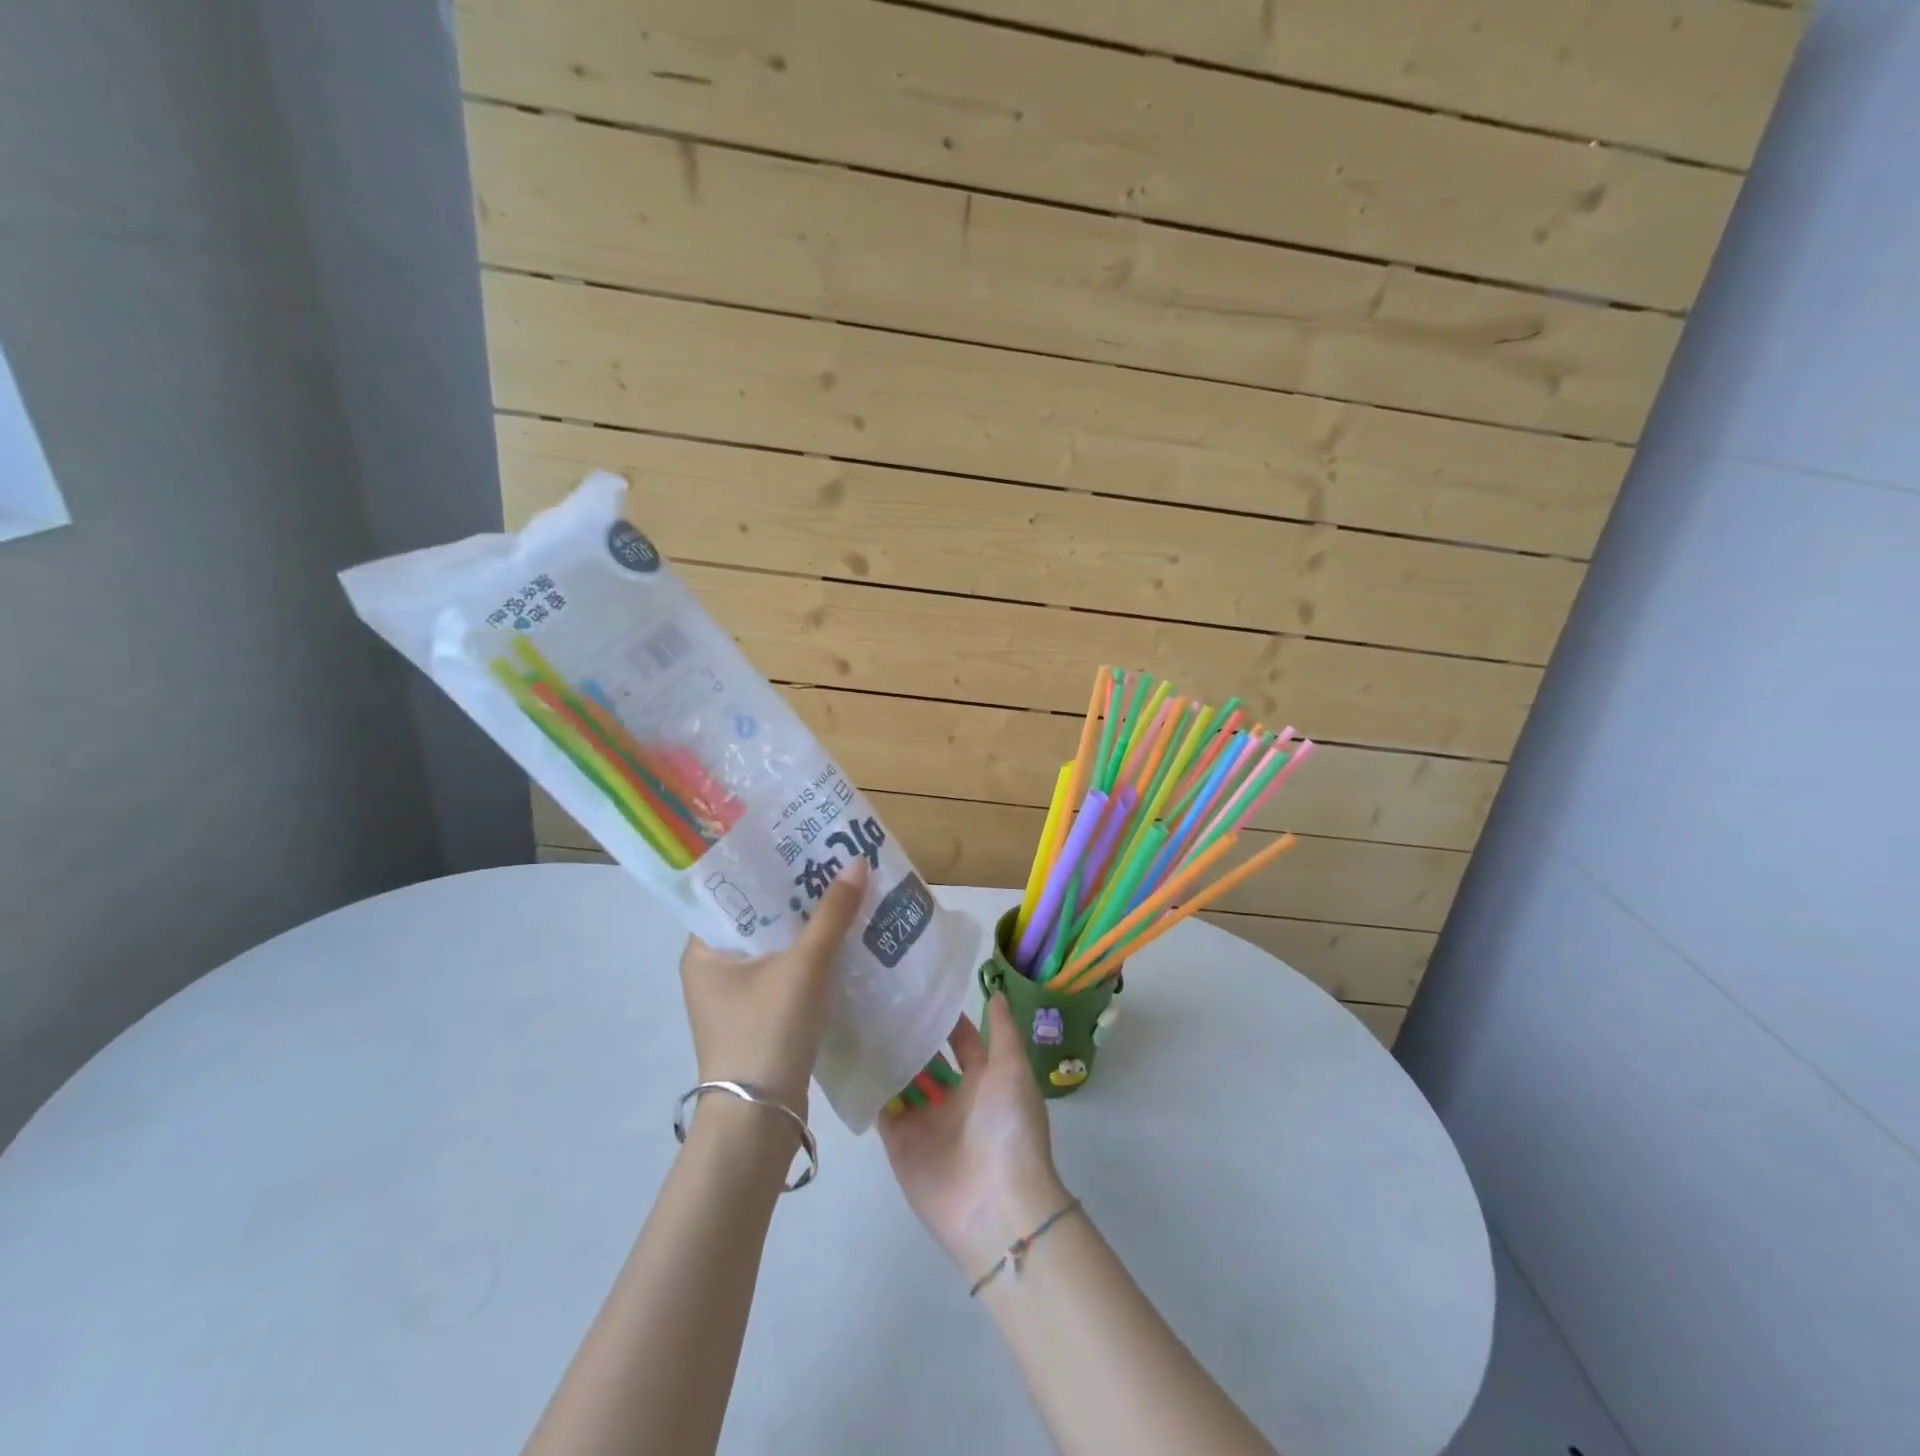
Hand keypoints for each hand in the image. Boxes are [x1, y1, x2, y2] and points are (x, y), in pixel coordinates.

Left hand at [678, 858, 867, 1116]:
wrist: (760, 1122)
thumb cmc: (767, 1032)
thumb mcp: (803, 967)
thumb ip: (831, 915)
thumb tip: (858, 863)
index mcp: (704, 951)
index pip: (734, 893)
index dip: (769, 868)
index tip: (804, 847)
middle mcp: (714, 970)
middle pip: (760, 919)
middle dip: (797, 896)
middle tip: (834, 865)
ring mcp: (736, 997)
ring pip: (776, 947)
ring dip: (807, 928)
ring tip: (845, 894)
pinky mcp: (760, 1018)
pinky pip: (786, 973)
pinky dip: (811, 958)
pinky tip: (844, 941)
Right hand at [879, 991, 1071, 1277]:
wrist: (997, 1205)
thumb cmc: (1010, 1128)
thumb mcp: (1013, 1070)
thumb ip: (1002, 1031)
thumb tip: (995, 992)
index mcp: (984, 1080)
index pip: (962, 1039)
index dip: (945, 1017)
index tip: (919, 986)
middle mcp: (953, 1098)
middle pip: (928, 1059)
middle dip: (912, 1034)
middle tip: (881, 996)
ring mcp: (925, 1121)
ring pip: (902, 1079)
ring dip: (888, 1055)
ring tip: (861, 1016)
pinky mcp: (900, 1143)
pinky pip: (882, 1109)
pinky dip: (870, 1087)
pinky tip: (852, 1055)